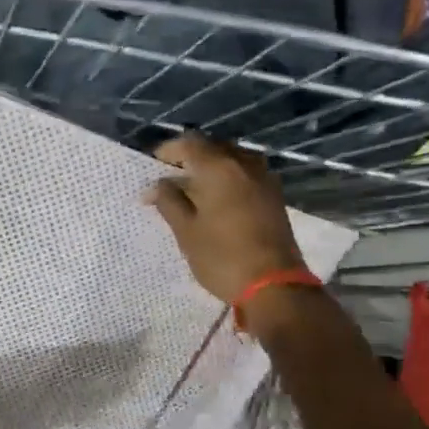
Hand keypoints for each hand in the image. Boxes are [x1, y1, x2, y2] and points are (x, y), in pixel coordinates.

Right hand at [147, 133, 306, 305]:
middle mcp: (244, 164)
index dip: (168, 150)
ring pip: (232, 158)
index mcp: (219, 168)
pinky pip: (246, 173)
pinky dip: (228, 177)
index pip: (189, 143)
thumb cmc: (221, 257)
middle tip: (171, 178)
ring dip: (211, 166)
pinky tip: (218, 199)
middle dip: (190, 157)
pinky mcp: (274, 195)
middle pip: (213, 147)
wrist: (274, 285)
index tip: (153, 167)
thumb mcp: (186, 231)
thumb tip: (155, 186)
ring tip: (193, 189)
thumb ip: (169, 201)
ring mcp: (264, 178)